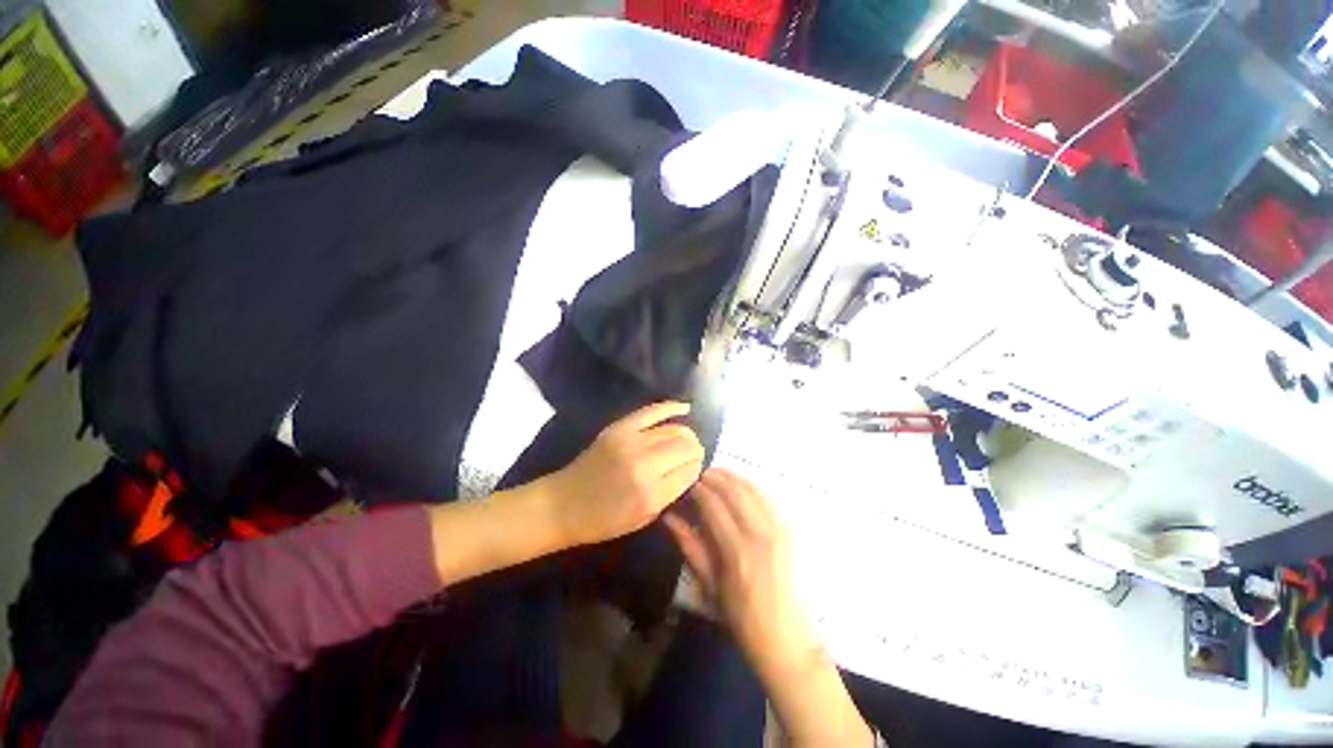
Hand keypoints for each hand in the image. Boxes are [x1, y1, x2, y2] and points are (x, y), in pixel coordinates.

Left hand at [543, 401, 704, 546]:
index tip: (694, 469)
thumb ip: (670, 494)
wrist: (563, 504)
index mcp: (650, 495)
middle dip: (695, 449)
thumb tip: (690, 469)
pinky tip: (685, 408)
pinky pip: (652, 411)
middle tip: (693, 455)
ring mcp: (630, 442)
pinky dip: (671, 407)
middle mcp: (644, 465)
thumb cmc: (603, 521)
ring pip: (674, 429)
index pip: (690, 471)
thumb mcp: (643, 519)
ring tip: (686, 439)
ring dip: (686, 434)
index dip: (696, 468)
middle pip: (685, 446)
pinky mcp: (619, 428)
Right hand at [663, 468, 816, 672]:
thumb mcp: (709, 586)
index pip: (713, 505)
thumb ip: (690, 547)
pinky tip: (741, 484)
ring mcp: (779, 529)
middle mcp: (760, 534)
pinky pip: (770, 497)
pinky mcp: (791, 530)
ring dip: (733, 476)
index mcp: (736, 551)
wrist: (787, 638)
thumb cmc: (741, 618)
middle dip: (715, 477)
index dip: (698, 489)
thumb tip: (669, 517)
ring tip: (717, 474)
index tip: (687, 482)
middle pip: (734, 491)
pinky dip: (752, 485)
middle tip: (700, 473)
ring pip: (753, 489)